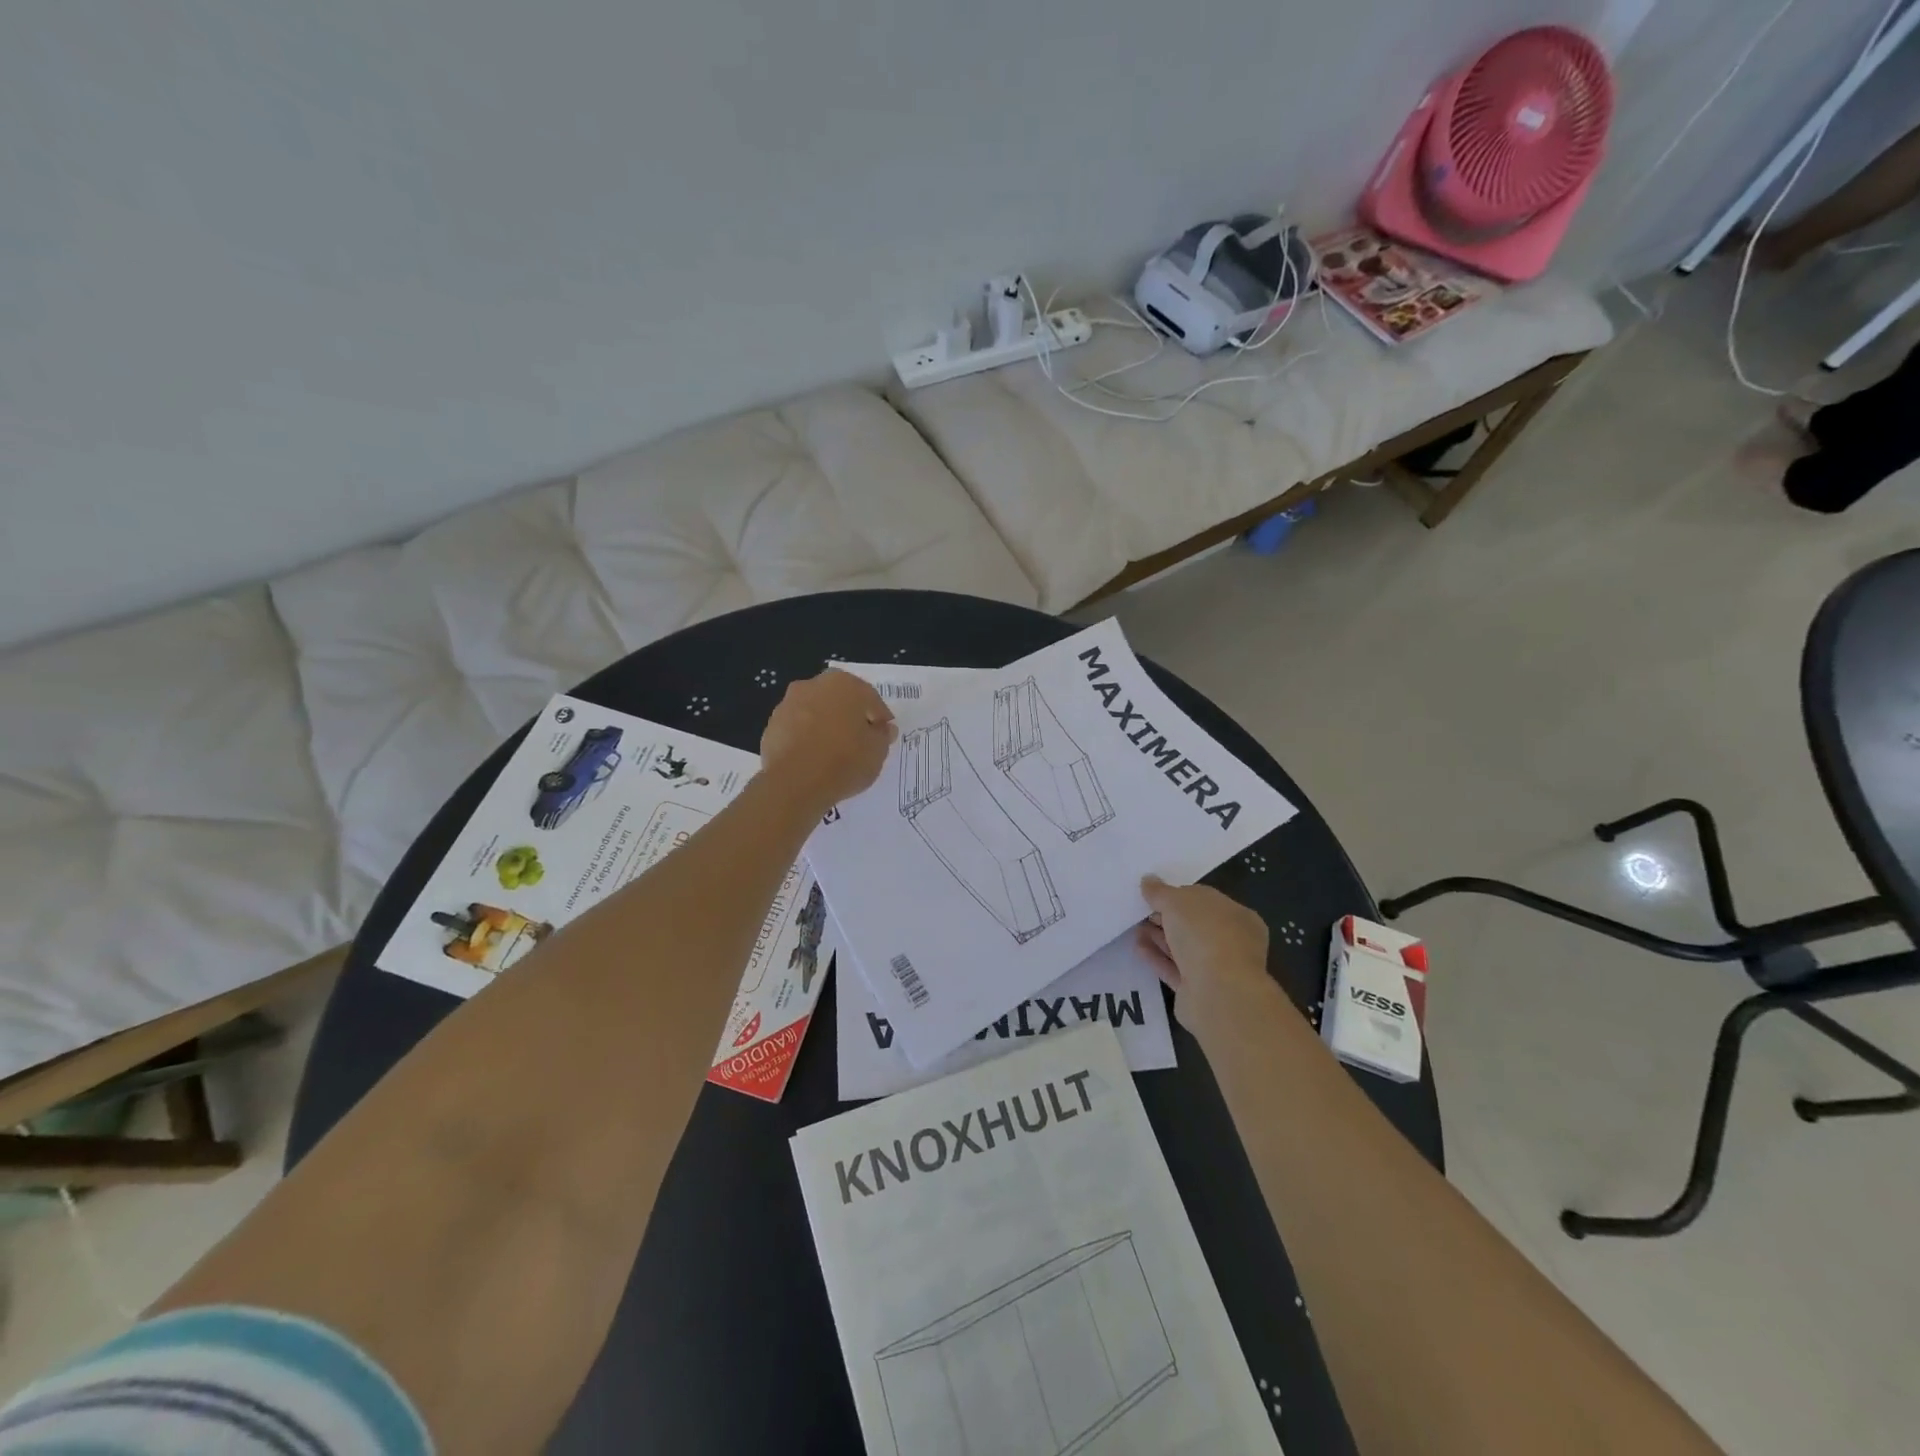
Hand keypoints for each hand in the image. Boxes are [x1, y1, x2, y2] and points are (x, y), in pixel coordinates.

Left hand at [760, 669, 896, 810]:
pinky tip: (813, 759)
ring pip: (815, 713)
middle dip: (849, 717)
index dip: (879, 718)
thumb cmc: (844, 760)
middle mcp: (813, 685)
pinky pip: (797, 730)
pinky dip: (806, 739)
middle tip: (859, 741)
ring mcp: (788, 704)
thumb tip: (883, 728)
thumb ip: (882, 735)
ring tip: (834, 753)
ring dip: (825, 726)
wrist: (795, 783)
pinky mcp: (771, 726)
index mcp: (844, 683)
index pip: (870, 698)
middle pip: (839, 700)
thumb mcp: (877, 751)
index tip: (884, 735)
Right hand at [1137, 876, 1287, 1040]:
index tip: (1153, 894)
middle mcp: (1231, 942)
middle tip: (1140, 911)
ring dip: (1159, 938)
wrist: (1217, 993)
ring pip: (1183, 949)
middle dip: (1166, 918)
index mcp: (1237, 916)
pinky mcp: (1198, 991)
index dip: (1178, 895)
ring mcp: (1216, 968)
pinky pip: (1174, 969)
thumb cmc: (1205, 935)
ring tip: (1134, 929)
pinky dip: (1157, 958)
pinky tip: (1137, 948)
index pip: (1205, 900)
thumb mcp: (1178, 901)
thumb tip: (1148, 880)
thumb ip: (1160, 891)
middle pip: (1194, 926)